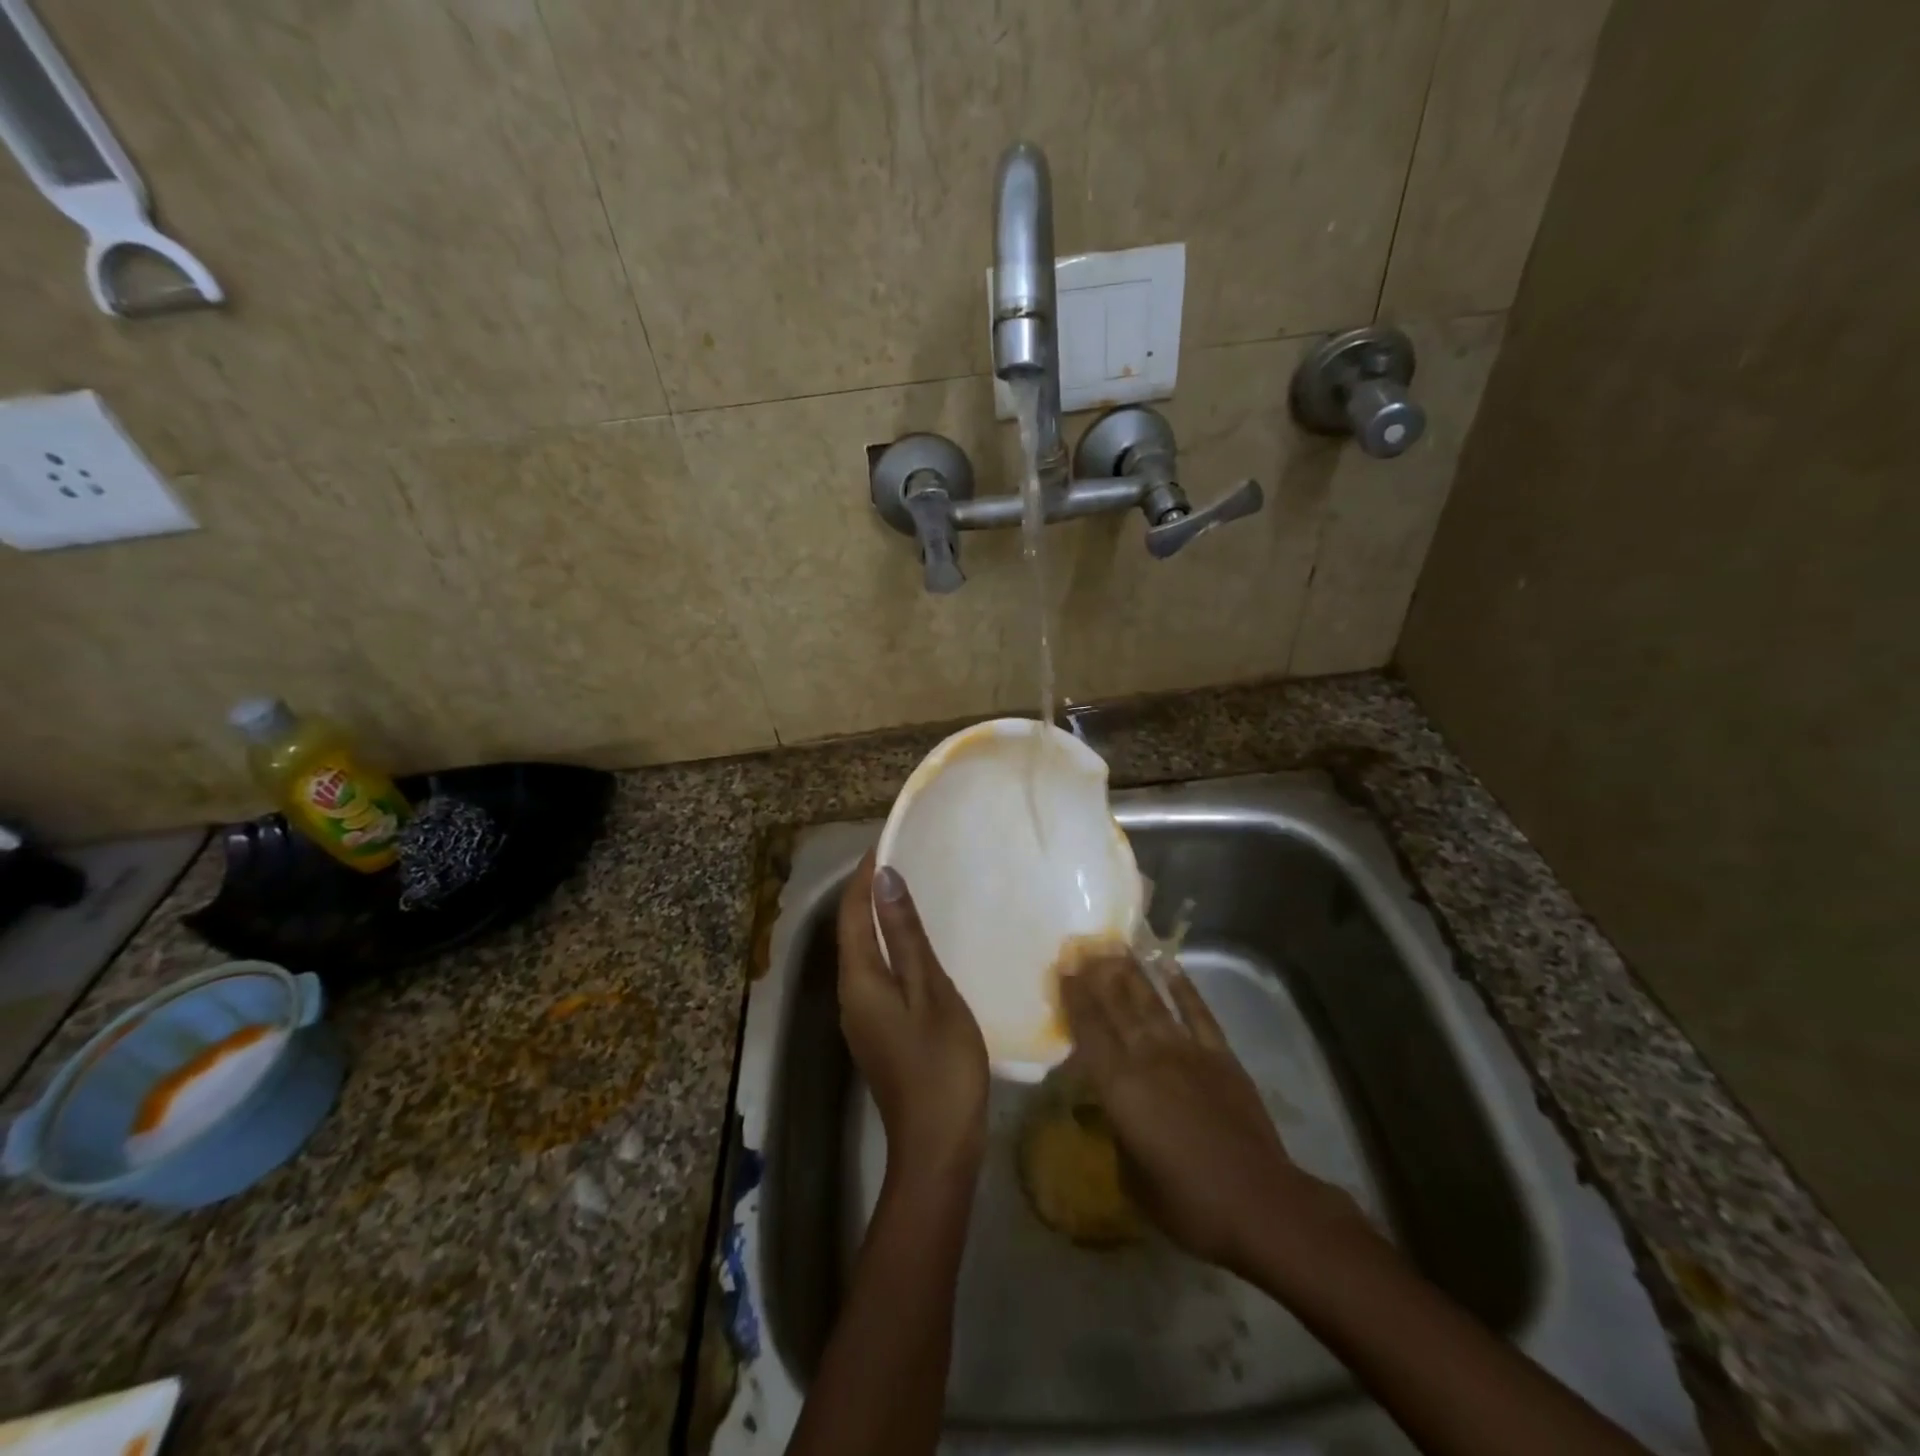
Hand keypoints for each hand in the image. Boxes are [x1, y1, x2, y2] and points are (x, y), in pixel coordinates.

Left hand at [837, 851, 989, 1187]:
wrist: (937, 1147)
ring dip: (881, 918)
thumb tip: (884, 879)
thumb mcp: (930, 992)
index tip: (889, 840)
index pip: (853, 912)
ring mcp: (862, 1016)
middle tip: (906, 858)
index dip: (865, 874)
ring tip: (914, 889)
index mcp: (859, 979)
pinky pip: (877, 972)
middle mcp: (850, 993)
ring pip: (864, 952)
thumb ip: (906, 935)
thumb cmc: (940, 1065)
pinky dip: (891, 945)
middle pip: (853, 930)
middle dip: (871, 891)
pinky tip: (918, 943)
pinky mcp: (878, 1030)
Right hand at [1060, 954, 1367, 1275]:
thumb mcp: (1132, 1175)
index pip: (1088, 1031)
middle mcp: (1148, 1057)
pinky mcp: (1220, 1055)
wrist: (1258, 1203)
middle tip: (1083, 948)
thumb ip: (1118, 1131)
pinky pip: (1198, 1013)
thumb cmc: (1187, 1202)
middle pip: (1117, 1007)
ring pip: (1152, 1002)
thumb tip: (1116, 1109)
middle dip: (1097, 975)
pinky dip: (1183, 988)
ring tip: (1116, 948)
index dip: (1074, 999)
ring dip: (1132, 973)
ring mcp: (1187, 1051)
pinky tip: (1170, 967)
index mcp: (1119, 1087)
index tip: (1063, 971)